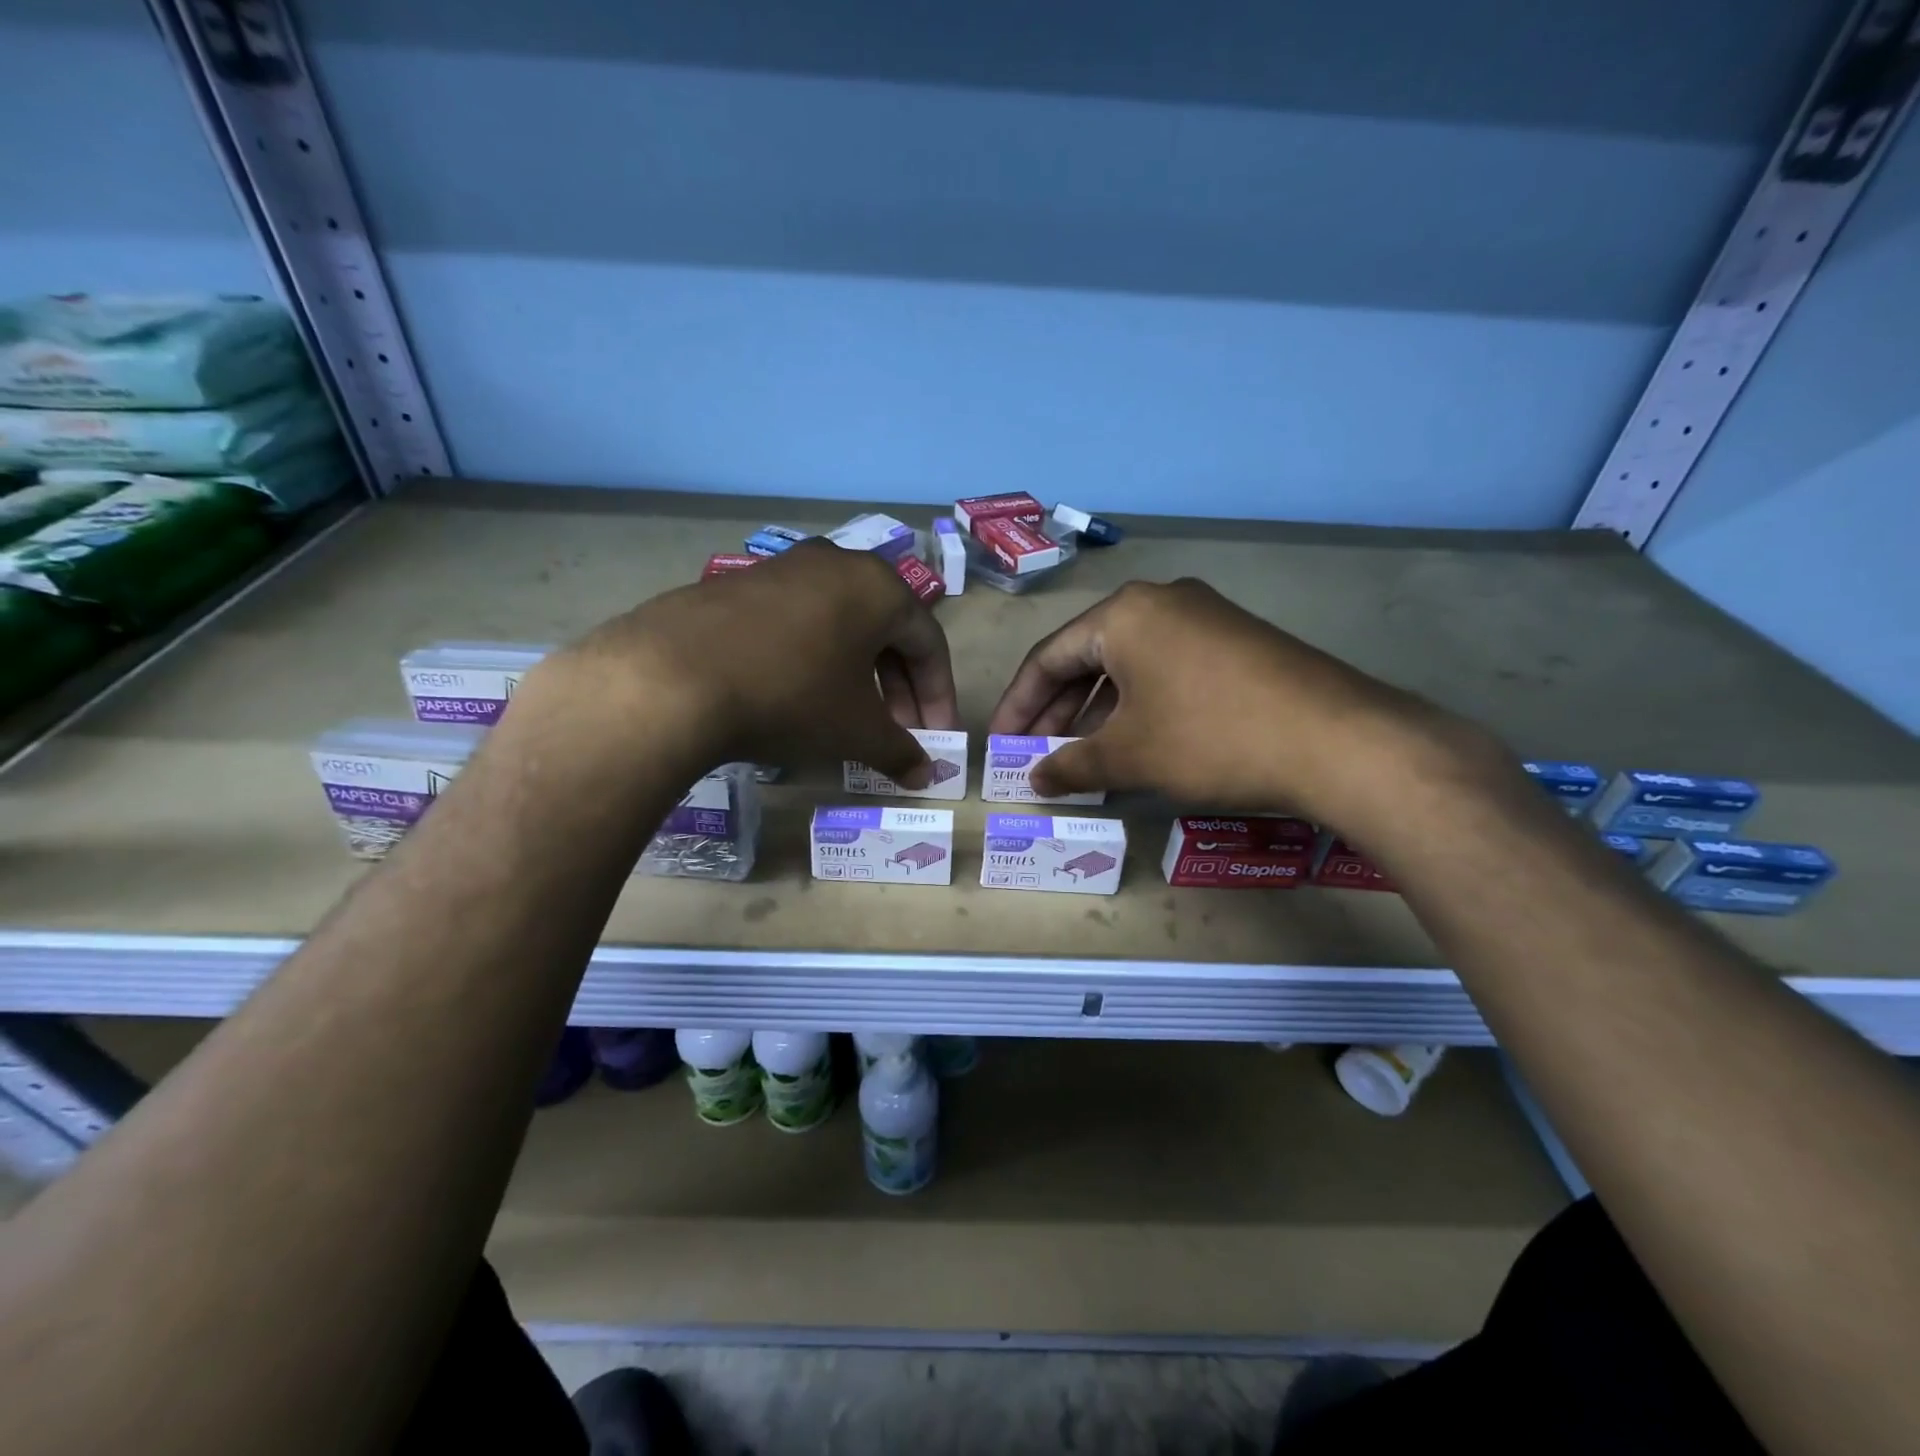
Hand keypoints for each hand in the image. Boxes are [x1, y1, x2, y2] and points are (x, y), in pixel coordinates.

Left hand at [534, 541, 958, 785]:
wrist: (672, 678)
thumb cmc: (791, 696)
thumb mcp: (855, 730)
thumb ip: (900, 750)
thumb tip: (926, 773)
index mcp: (878, 587)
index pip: (928, 643)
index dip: (938, 696)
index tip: (935, 737)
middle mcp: (836, 564)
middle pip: (885, 631)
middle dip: (897, 688)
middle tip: (897, 732)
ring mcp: (782, 569)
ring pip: (840, 626)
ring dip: (856, 675)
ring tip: (850, 718)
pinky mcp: (738, 585)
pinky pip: (797, 624)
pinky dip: (813, 660)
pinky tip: (798, 697)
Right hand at [988, 579, 1489, 828]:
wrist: (1338, 741)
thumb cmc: (1211, 739)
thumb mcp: (1130, 756)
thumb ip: (1071, 765)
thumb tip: (1033, 778)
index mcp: (1122, 614)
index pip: (1047, 658)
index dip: (1018, 705)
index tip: (1001, 744)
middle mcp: (1159, 601)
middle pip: (1086, 657)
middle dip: (1057, 710)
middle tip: (1037, 755)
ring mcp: (1203, 616)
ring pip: (1127, 664)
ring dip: (1097, 710)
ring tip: (1081, 756)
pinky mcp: (1235, 640)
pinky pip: (1165, 667)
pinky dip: (1138, 704)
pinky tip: (1135, 740)